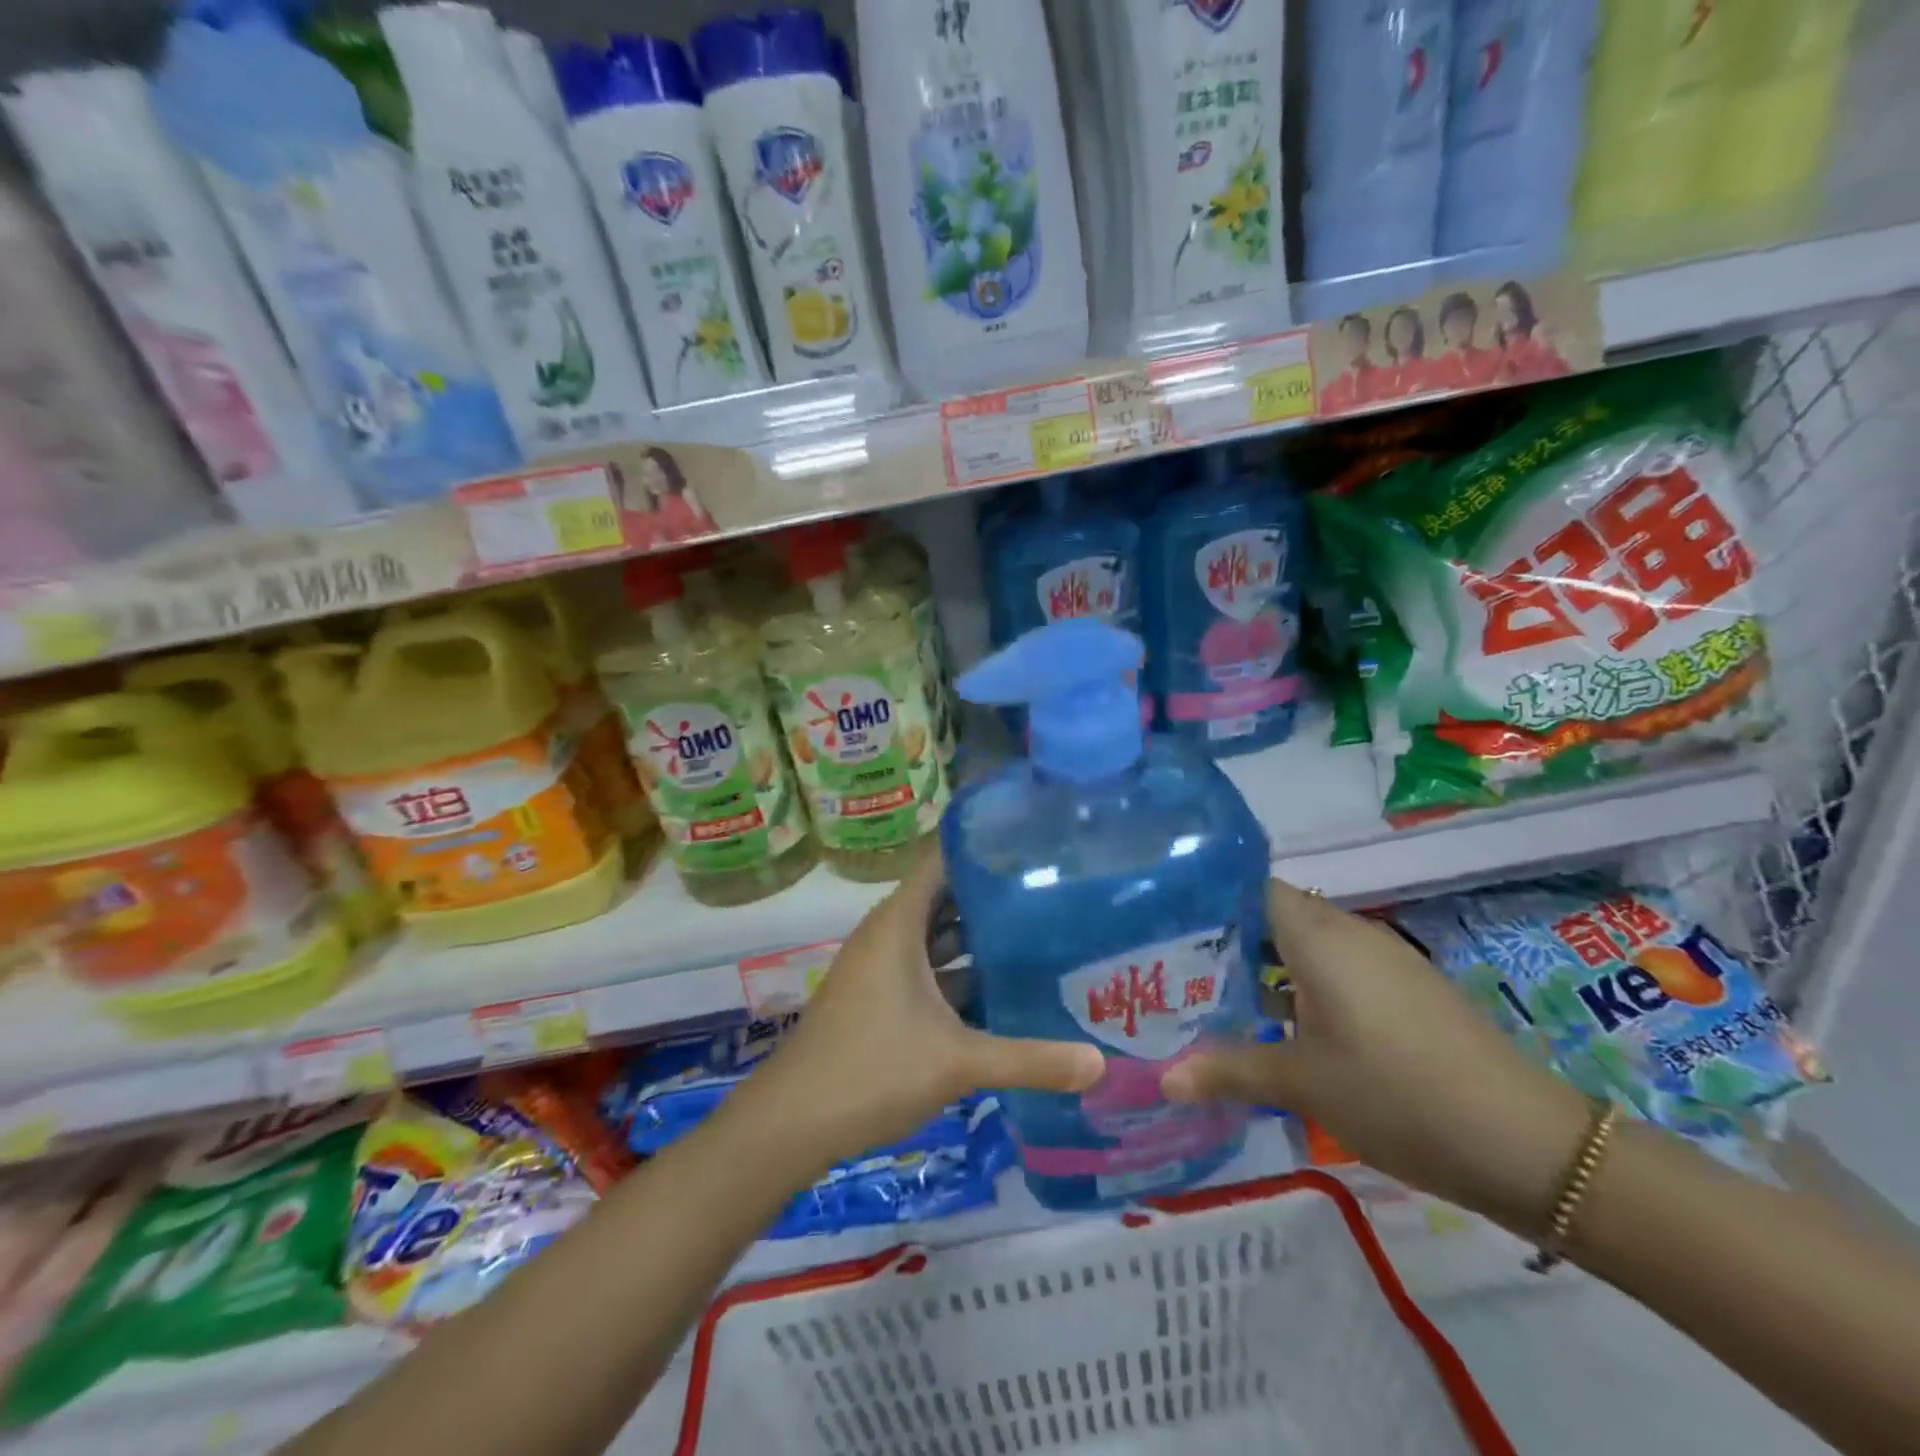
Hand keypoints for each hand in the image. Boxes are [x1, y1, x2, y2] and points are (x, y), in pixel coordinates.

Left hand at [732, 847, 1104, 1179]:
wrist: (791, 1124)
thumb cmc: (871, 1070)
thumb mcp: (957, 1062)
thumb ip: (1029, 1059)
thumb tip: (1101, 1064)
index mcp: (899, 923)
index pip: (942, 862)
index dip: (983, 849)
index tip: (1033, 846)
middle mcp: (888, 935)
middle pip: (947, 900)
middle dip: (994, 898)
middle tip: (1053, 893)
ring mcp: (881, 968)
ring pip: (938, 940)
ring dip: (979, 941)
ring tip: (1040, 935)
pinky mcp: (880, 999)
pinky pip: (928, 971)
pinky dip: (961, 975)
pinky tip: (1002, 991)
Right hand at [1163, 881, 1590, 1235]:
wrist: (1528, 1143)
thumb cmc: (1396, 1094)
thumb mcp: (1301, 1084)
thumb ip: (1228, 1070)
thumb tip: (1161, 1080)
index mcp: (1318, 935)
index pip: (1250, 887)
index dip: (1209, 900)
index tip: (1168, 928)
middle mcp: (1349, 932)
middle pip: (1275, 915)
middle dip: (1229, 940)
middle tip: (1180, 970)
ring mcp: (1384, 960)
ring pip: (1308, 946)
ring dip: (1267, 969)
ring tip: (1220, 999)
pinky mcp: (1408, 990)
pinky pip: (1339, 970)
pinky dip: (1305, 988)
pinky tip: (1286, 1029)